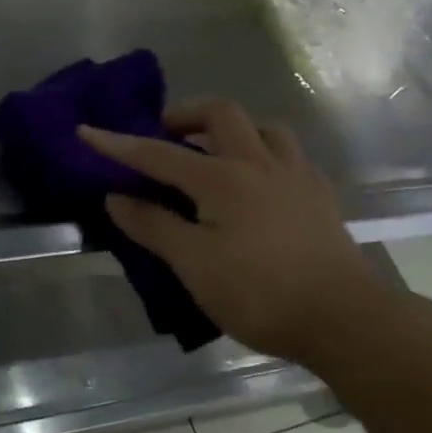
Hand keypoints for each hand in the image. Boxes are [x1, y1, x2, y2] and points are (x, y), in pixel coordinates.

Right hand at [79, 101, 396, 366]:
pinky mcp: (320, 195)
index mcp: (223, 178)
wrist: (344, 318)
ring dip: (232, 129)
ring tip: (215, 153)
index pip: (159, 154)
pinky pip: (287, 154)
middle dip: (186, 115)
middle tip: (165, 135)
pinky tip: (259, 181)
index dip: (118, 144)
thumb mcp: (195, 265)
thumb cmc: (260, 293)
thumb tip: (116, 197)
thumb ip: (154, 226)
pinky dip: (263, 152)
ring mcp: (296, 175)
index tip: (87, 131)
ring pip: (263, 128)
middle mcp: (259, 163)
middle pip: (221, 114)